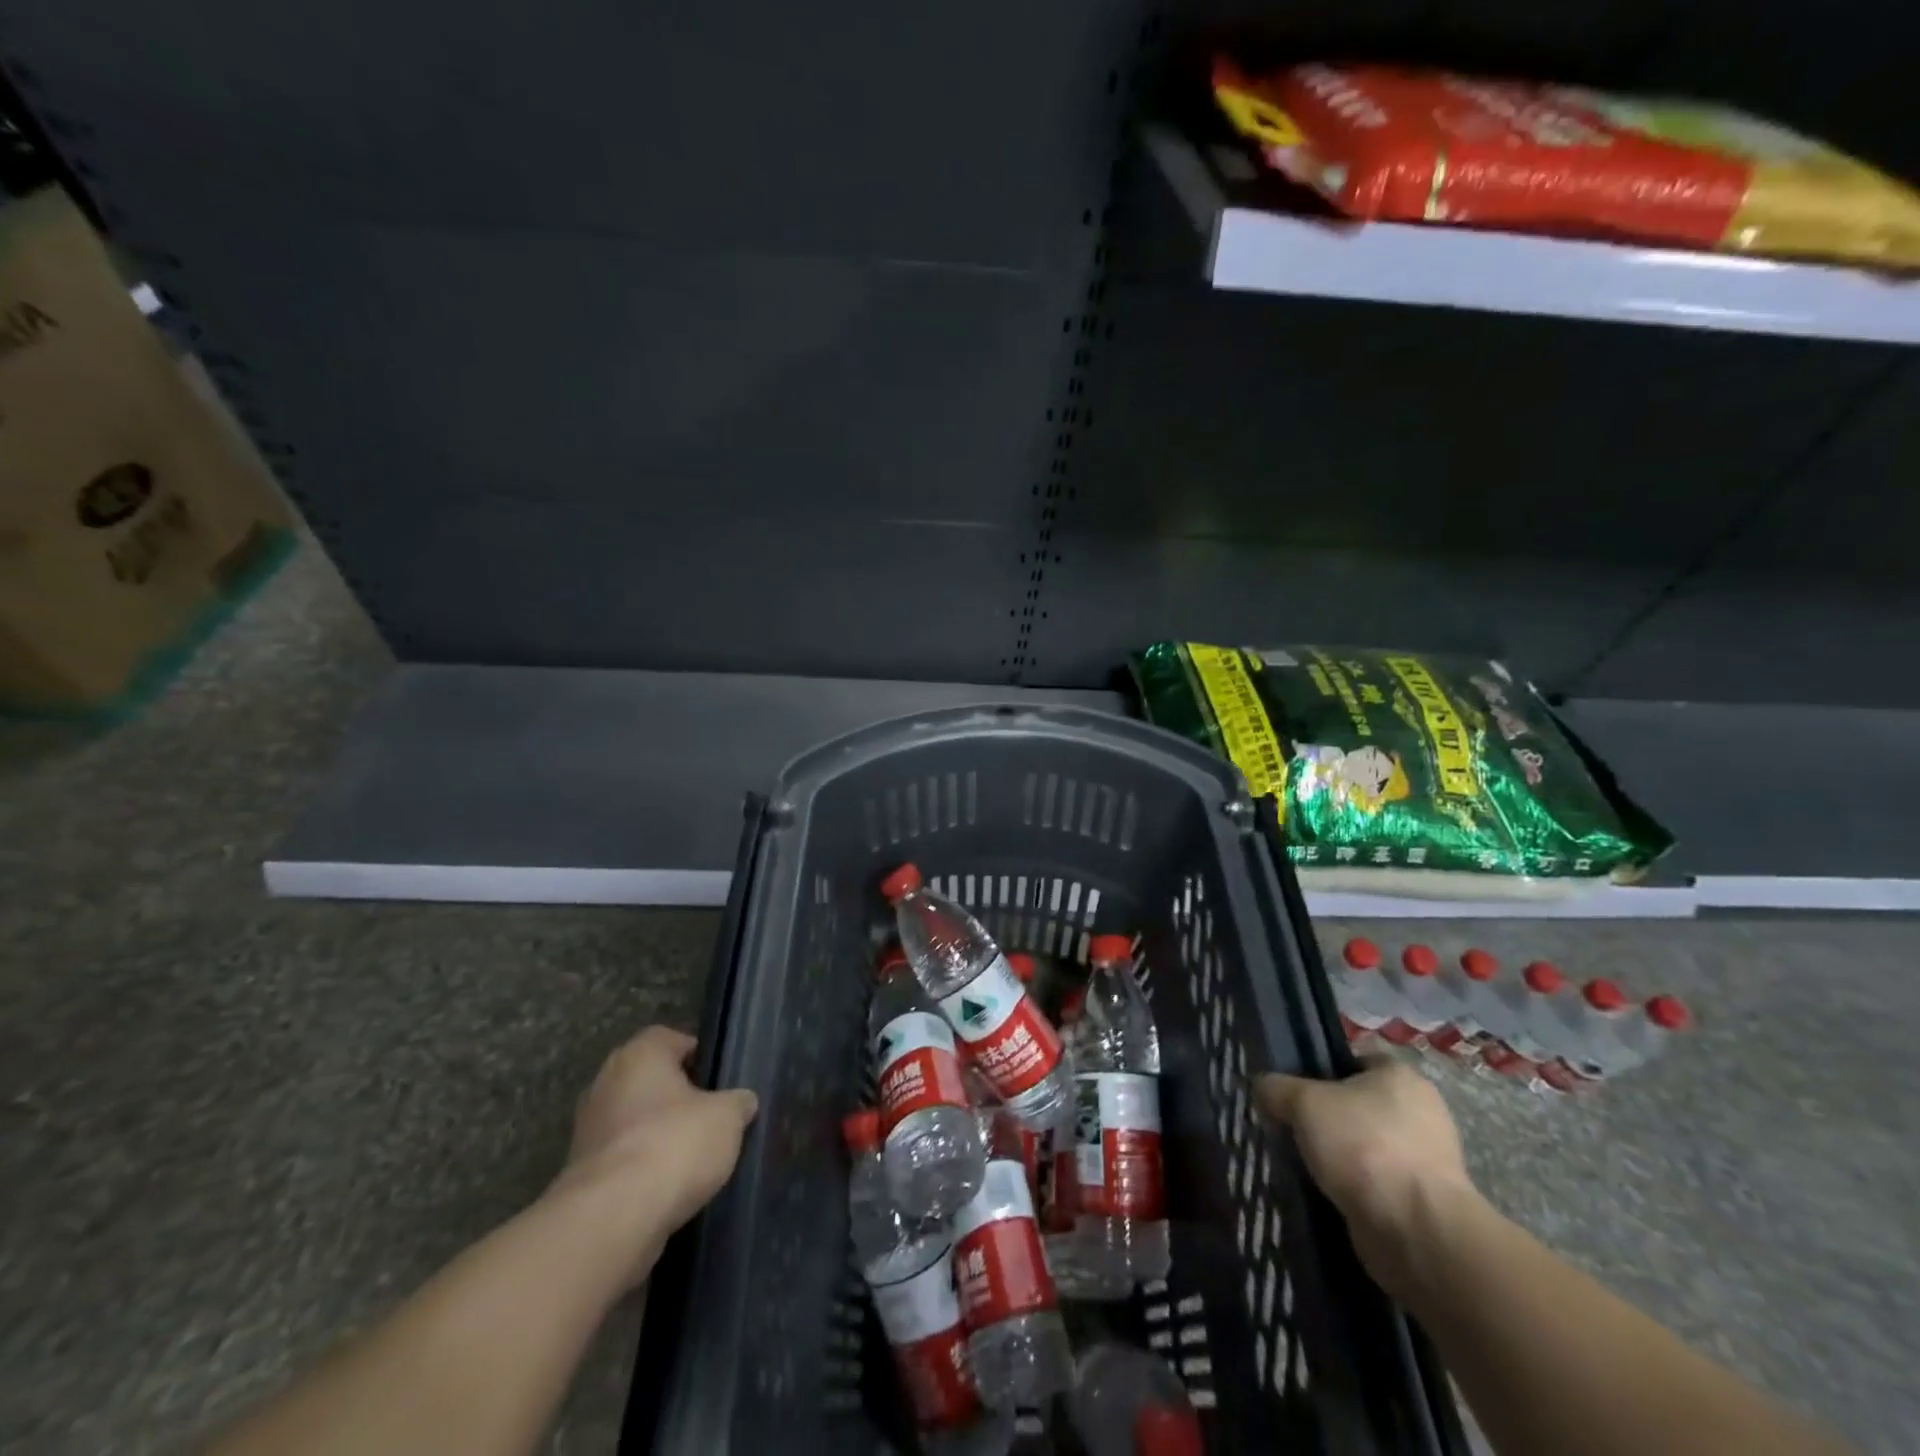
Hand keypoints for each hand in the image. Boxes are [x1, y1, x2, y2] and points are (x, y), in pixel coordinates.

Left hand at [550, 1026, 757, 1287]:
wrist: (612, 1219)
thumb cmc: (674, 1145)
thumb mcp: (727, 1117)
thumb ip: (737, 1103)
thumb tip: (742, 1102)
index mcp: (639, 1054)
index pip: (672, 1040)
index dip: (699, 1057)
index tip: (720, 1081)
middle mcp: (605, 1083)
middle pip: (651, 1082)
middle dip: (678, 1099)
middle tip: (710, 1118)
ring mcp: (587, 1130)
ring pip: (635, 1123)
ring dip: (658, 1136)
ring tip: (694, 1158)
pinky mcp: (580, 1175)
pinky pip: (622, 1160)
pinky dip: (642, 1170)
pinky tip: (669, 1187)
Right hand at [1256, 1056, 1478, 1299]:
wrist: (1416, 1231)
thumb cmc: (1363, 1147)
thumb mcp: (1302, 1103)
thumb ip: (1276, 1088)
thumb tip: (1261, 1087)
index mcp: (1400, 1075)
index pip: (1355, 1060)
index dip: (1321, 1070)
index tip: (1293, 1090)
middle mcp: (1421, 1111)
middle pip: (1359, 1104)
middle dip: (1327, 1118)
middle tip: (1291, 1127)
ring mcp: (1427, 1159)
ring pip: (1366, 1145)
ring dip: (1339, 1156)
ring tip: (1303, 1164)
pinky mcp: (1424, 1201)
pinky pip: (1376, 1182)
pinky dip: (1354, 1187)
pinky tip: (1325, 1192)